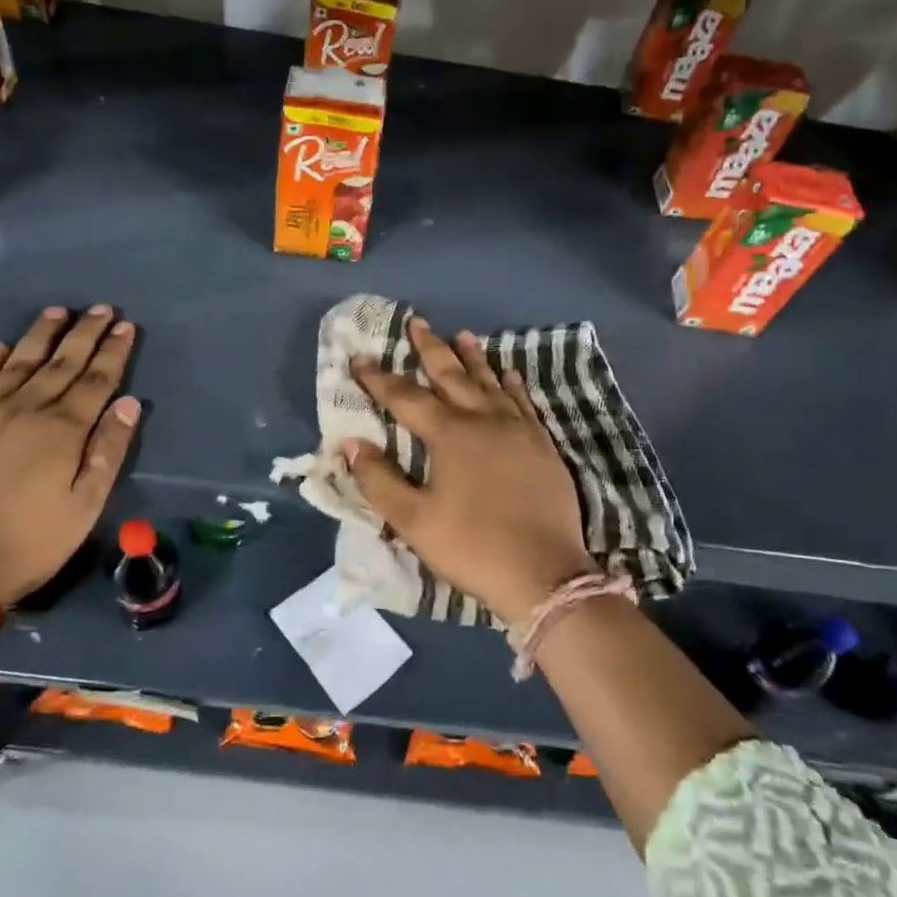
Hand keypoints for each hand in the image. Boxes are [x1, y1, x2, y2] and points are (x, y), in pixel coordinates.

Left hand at [0, 305, 139, 605]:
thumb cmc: (29, 542)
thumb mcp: (85, 506)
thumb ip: (108, 450)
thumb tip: (129, 402)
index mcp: (63, 429)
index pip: (96, 380)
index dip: (114, 352)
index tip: (125, 326)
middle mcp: (25, 408)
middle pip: (62, 362)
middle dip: (85, 333)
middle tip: (102, 308)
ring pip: (19, 361)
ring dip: (41, 334)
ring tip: (58, 311)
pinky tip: (2, 346)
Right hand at [346, 317, 591, 625]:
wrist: (545, 574)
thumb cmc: (472, 546)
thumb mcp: (414, 521)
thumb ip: (379, 480)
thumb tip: (351, 443)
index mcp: (449, 435)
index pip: (405, 397)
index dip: (380, 378)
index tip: (360, 358)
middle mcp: (483, 420)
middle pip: (452, 375)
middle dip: (431, 348)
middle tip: (418, 322)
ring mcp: (518, 430)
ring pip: (491, 382)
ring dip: (473, 358)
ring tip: (463, 334)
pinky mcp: (542, 445)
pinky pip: (524, 402)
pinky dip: (512, 385)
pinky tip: (510, 374)